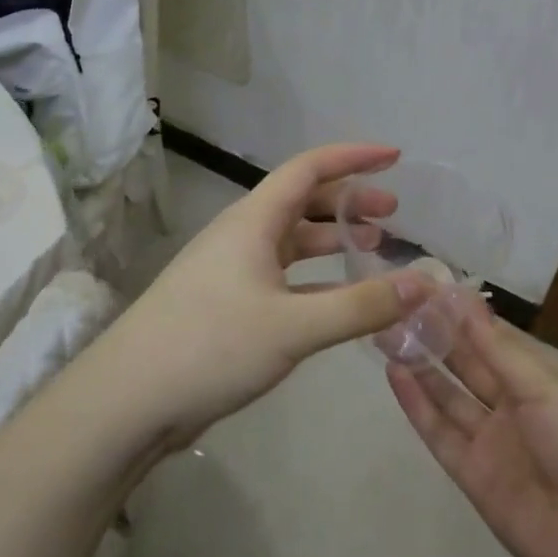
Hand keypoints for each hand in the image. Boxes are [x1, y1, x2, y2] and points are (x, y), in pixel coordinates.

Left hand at [92, 143, 429, 449]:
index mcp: (252, 220)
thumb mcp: (294, 326)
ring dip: (332, 239)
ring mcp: (232, 271)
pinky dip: (317, 279)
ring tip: (374, 247)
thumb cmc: (211, 345)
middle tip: (393, 213)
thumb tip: (426, 282)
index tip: (395, 158)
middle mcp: (242, 236)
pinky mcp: (229, 305)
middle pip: (301, 202)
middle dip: (348, 200)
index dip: (353, 158)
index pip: (308, 168)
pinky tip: (343, 298)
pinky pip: (284, 278)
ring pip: (292, 242)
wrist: (131, 398)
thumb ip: (362, 305)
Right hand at [387, 304, 557, 556]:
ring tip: (385, 330)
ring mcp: (494, 442)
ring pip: (449, 395)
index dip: (461, 313)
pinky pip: (440, 432)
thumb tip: (462, 299)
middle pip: (468, 364)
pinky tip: (395, 373)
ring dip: (421, 364)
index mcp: (545, 380)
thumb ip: (498, 350)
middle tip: (396, 302)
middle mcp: (517, 407)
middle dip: (435, 335)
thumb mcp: (551, 390)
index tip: (424, 284)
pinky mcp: (474, 477)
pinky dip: (417, 404)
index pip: (494, 338)